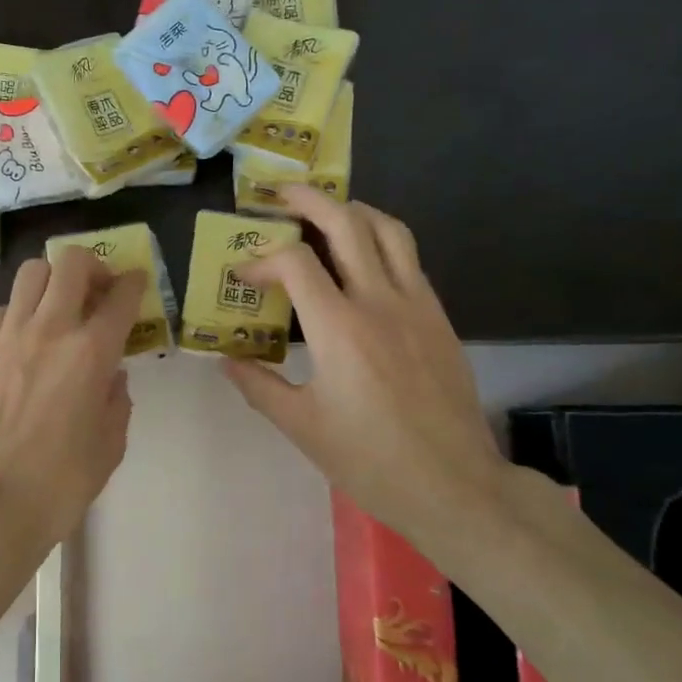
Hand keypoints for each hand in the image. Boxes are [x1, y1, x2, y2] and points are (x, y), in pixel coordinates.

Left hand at [0, 248, 144, 550]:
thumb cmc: (61, 481)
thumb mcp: (110, 444)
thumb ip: (116, 400)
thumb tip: (110, 375)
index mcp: (92, 353)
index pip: (121, 296)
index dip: (134, 282)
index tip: (136, 282)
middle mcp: (50, 330)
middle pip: (71, 263)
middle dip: (92, 265)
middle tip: (97, 289)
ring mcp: (8, 337)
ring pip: (30, 273)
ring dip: (52, 281)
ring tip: (57, 306)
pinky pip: (1, 311)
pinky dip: (19, 313)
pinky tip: (23, 339)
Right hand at [223, 187, 513, 540]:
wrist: (454, 485)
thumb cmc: (370, 460)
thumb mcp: (302, 427)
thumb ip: (259, 386)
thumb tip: (226, 362)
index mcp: (339, 329)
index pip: (295, 262)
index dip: (262, 259)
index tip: (245, 277)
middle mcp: (380, 302)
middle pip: (347, 224)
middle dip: (310, 201)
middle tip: (282, 195)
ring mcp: (417, 305)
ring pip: (389, 231)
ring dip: (354, 211)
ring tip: (327, 211)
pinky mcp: (439, 318)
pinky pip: (410, 259)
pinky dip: (382, 242)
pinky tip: (365, 260)